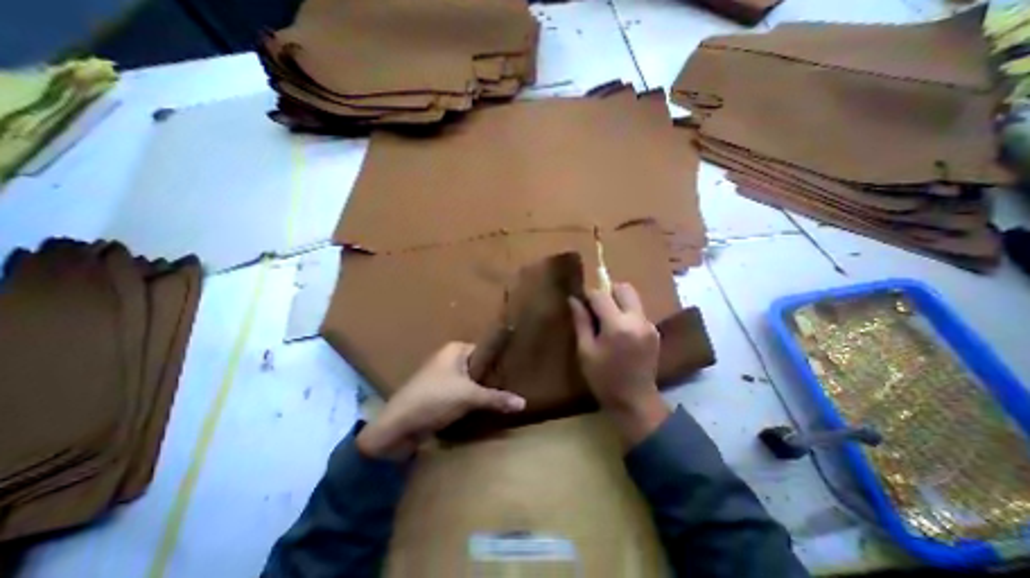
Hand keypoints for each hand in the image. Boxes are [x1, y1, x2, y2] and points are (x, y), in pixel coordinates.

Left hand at [360, 342, 526, 459]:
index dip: (500, 361)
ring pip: (470, 382)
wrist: (396, 427)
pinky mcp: (438, 395)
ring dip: (483, 391)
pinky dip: (472, 400)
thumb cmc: (434, 399)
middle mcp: (449, 359)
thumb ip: (496, 398)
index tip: (518, 371)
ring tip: (505, 398)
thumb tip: (524, 403)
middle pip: (478, 367)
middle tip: (515, 387)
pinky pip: (462, 393)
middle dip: (493, 379)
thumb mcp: (469, 397)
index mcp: (455, 350)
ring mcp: (442, 377)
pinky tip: (486, 408)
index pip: (485, 350)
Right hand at [572, 281, 668, 443]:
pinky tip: (618, 332)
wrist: (635, 402)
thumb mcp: (586, 351)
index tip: (581, 303)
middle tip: (596, 309)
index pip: (601, 295)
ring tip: (606, 322)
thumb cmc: (603, 379)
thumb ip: (581, 321)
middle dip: (607, 292)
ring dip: (617, 302)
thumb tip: (573, 299)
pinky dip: (626, 313)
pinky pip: (638, 311)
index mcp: (618, 326)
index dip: (588, 295)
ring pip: (632, 298)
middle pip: (624, 288)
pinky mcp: (654, 332)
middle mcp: (638, 320)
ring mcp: (649, 325)